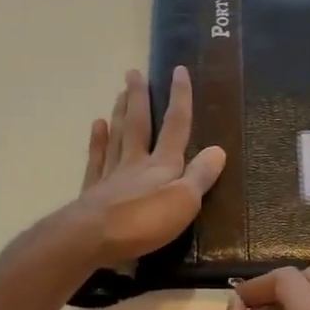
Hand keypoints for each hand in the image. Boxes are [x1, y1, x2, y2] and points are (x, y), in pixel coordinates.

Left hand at [70, 66, 226, 270]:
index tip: (178, 70)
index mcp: (162, 165)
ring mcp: (112, 176)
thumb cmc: (144, 223)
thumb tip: (218, 149)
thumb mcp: (184, 201)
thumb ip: (200, 175)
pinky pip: (96, 160)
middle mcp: (136, 163)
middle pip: (139, 125)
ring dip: (120, 114)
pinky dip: (97, 142)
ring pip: (117, 137)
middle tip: (134, 73)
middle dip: (140, 98)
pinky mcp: (93, 192)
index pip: (175, 126)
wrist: (91, 239)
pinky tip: (97, 126)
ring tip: (119, 93)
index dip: (180, 98)